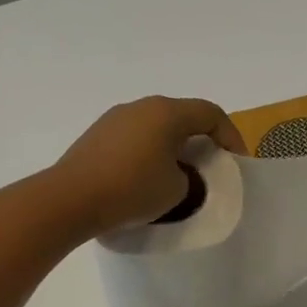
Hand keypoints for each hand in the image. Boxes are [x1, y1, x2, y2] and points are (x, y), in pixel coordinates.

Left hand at [48, 96, 245, 236]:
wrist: (69, 199)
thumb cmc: (132, 190)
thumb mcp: (178, 190)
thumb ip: (190, 177)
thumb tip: (178, 173)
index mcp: (167, 112)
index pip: (211, 114)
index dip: (231, 136)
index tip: (238, 162)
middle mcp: (141, 106)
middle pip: (183, 116)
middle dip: (202, 140)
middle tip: (212, 166)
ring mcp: (115, 119)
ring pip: (157, 127)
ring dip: (174, 147)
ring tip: (180, 175)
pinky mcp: (96, 136)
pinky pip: (135, 138)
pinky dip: (150, 152)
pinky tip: (147, 178)